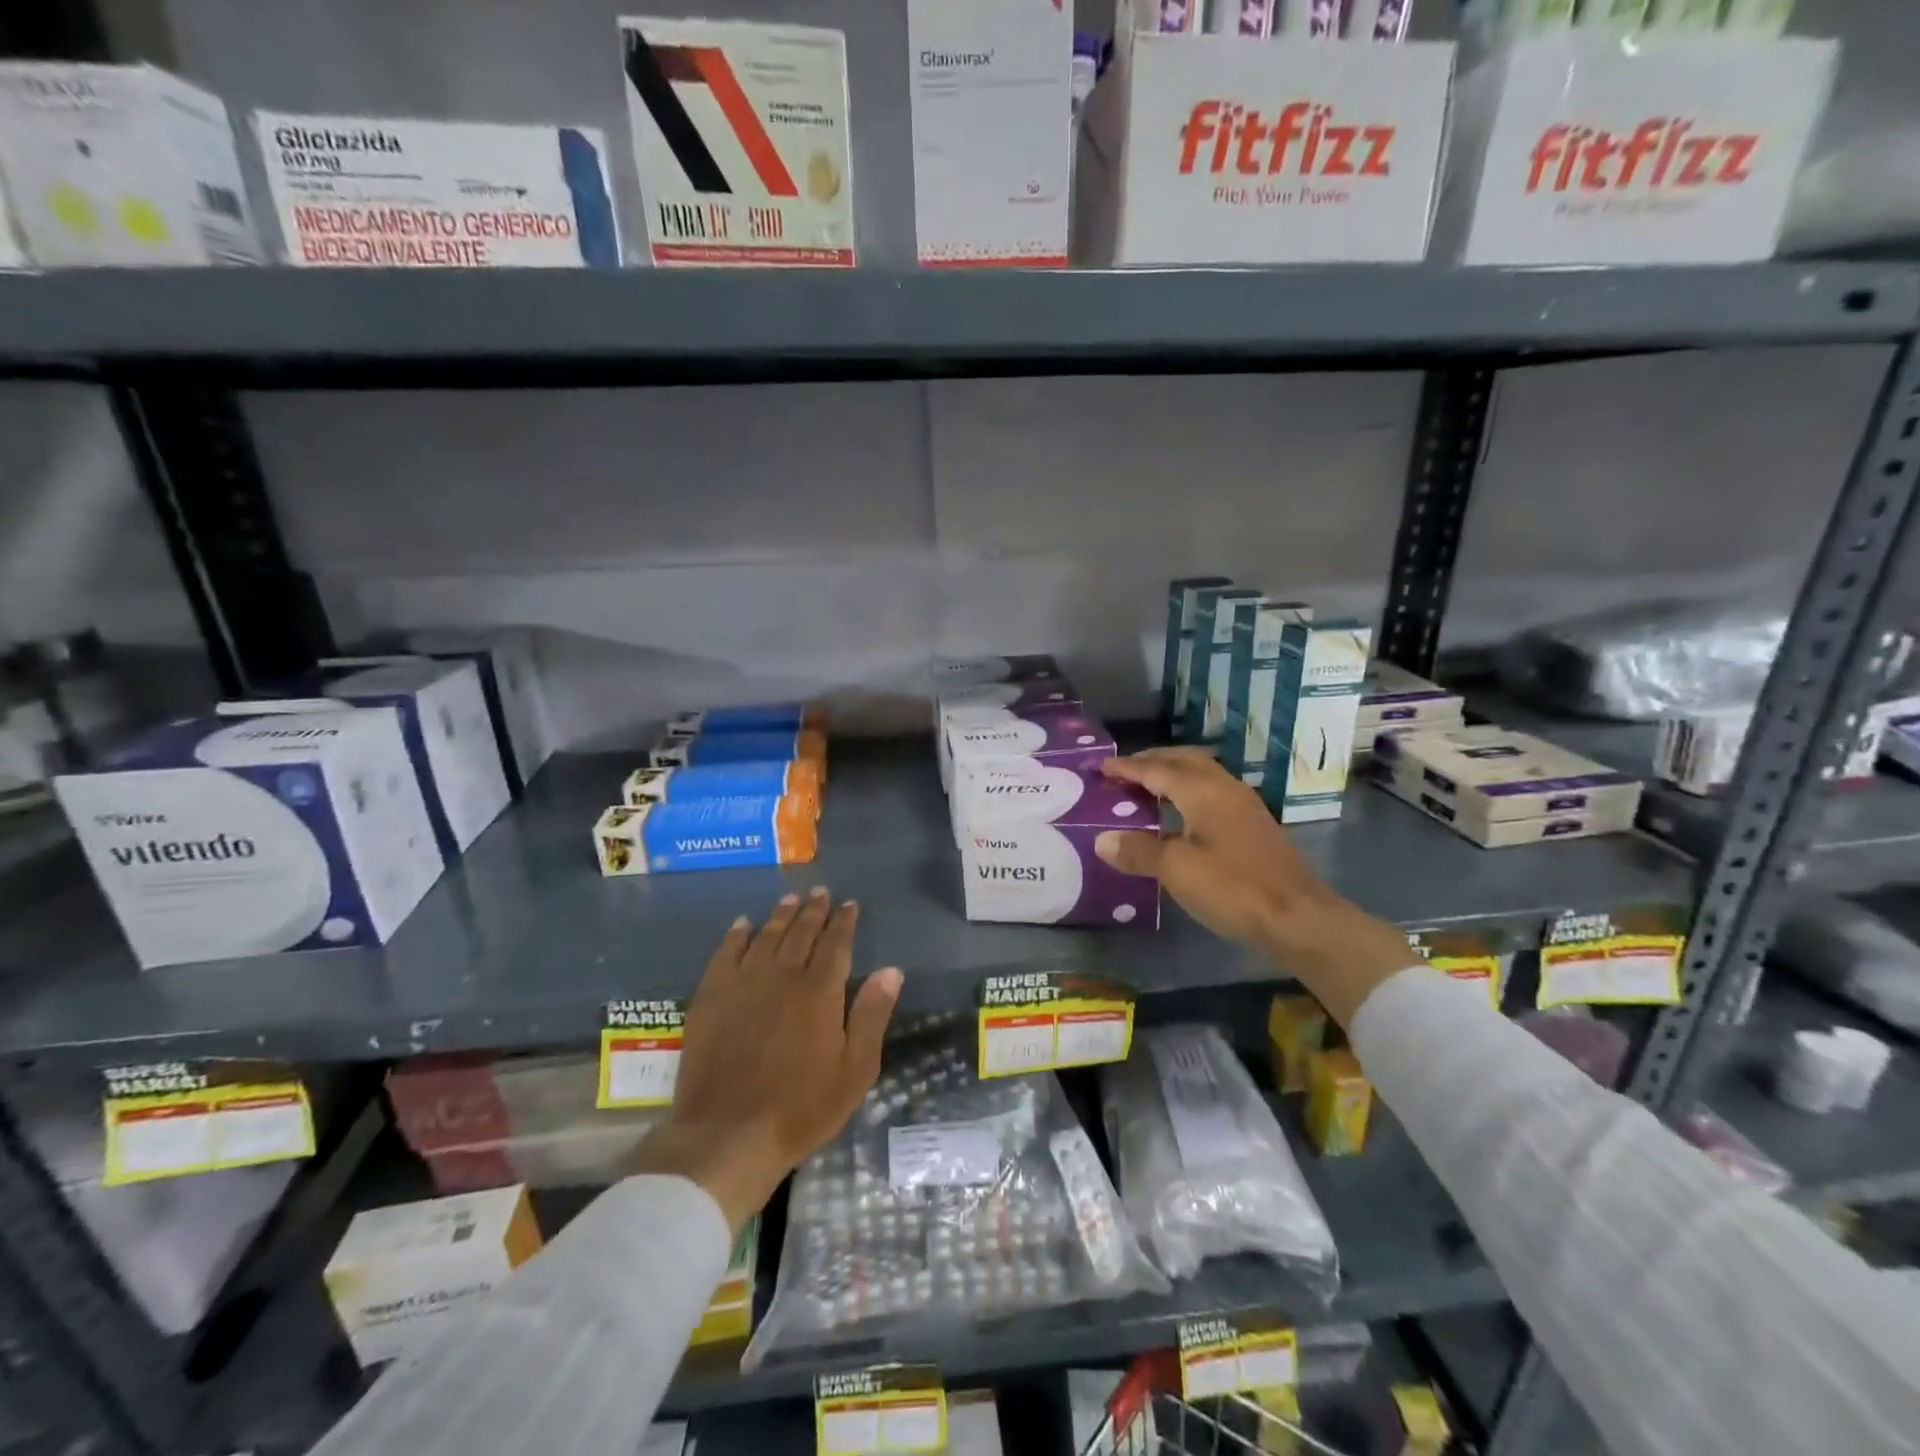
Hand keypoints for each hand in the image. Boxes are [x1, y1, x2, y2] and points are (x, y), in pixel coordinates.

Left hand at [630, 888, 901, 1229]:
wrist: (728, 1134)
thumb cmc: (801, 1108)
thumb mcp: (854, 1070)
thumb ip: (872, 1015)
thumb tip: (891, 970)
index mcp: (820, 991)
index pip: (836, 944)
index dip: (844, 922)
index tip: (850, 904)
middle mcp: (782, 976)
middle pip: (801, 933)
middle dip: (814, 910)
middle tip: (820, 892)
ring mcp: (743, 984)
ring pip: (766, 937)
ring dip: (780, 915)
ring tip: (790, 899)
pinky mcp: (711, 998)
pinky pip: (725, 954)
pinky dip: (736, 936)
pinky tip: (742, 925)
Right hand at [1094, 749, 1413, 1026]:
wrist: (1298, 918)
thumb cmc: (1233, 888)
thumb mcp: (1176, 870)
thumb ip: (1138, 851)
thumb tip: (1103, 840)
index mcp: (1202, 791)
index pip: (1156, 769)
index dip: (1127, 768)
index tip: (1102, 768)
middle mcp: (1224, 788)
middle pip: (1183, 761)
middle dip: (1152, 761)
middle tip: (1124, 771)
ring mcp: (1244, 806)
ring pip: (1202, 774)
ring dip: (1173, 774)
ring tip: (1148, 787)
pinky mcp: (1254, 825)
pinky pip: (1212, 792)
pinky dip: (1188, 791)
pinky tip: (1182, 813)